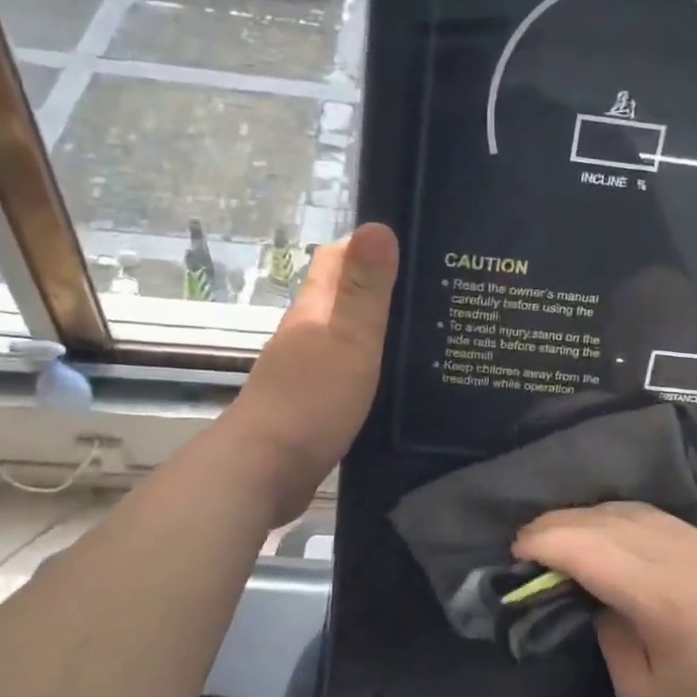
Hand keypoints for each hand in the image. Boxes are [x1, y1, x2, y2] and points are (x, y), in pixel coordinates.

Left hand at [229, 223, 397, 522]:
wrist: (265, 470)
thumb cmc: (311, 400)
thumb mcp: (349, 340)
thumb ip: (365, 289)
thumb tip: (378, 225)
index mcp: (314, 310)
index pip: (336, 258)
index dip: (367, 246)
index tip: (413, 246)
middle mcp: (305, 334)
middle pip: (342, 297)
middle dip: (379, 288)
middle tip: (431, 293)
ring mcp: (304, 370)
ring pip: (344, 336)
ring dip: (376, 330)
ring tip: (423, 335)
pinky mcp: (311, 404)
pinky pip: (346, 372)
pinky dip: (369, 366)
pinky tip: (396, 380)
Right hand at [515, 503, 696, 696]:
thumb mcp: (639, 689)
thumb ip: (606, 630)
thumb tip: (592, 594)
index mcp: (660, 596)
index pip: (586, 548)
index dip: (544, 542)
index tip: (517, 549)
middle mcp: (687, 556)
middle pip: (609, 519)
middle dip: (562, 523)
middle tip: (533, 538)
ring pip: (640, 512)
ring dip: (597, 518)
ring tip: (569, 534)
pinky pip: (672, 525)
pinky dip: (634, 525)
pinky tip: (620, 541)